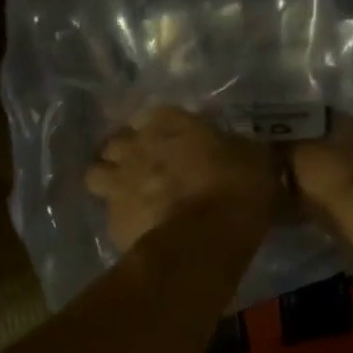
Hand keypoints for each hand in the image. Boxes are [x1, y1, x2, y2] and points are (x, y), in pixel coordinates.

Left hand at [85, 105, 273, 252]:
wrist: (206, 238)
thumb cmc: (236, 188)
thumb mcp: (253, 158)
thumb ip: (236, 147)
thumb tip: (237, 148)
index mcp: (169, 121)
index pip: (154, 114)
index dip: (162, 128)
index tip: (174, 141)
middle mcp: (136, 145)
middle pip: (118, 141)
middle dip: (129, 152)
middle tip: (150, 168)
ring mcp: (117, 182)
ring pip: (98, 174)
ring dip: (111, 181)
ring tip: (132, 196)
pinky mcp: (112, 219)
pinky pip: (110, 214)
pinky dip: (123, 219)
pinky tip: (141, 228)